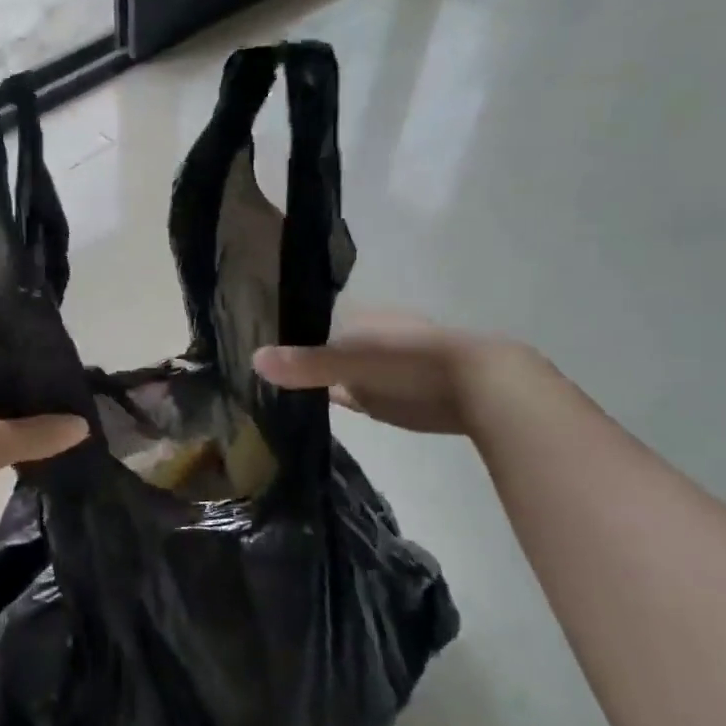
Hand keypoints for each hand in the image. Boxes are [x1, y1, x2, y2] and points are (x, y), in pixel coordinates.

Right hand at [252, 309, 531, 435]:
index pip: (305, 320)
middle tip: (253, 371)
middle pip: (316, 347)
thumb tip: (252, 359)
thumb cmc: (411, 362)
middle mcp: (361, 338)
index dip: (279, 332)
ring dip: (309, 379)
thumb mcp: (351, 361)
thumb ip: (305, 364)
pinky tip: (305, 406)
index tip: (246, 343)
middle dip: (292, 356)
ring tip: (269, 389)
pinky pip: (346, 394)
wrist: (479, 388)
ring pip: (330, 371)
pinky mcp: (386, 396)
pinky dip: (329, 398)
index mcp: (353, 319)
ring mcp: (374, 368)